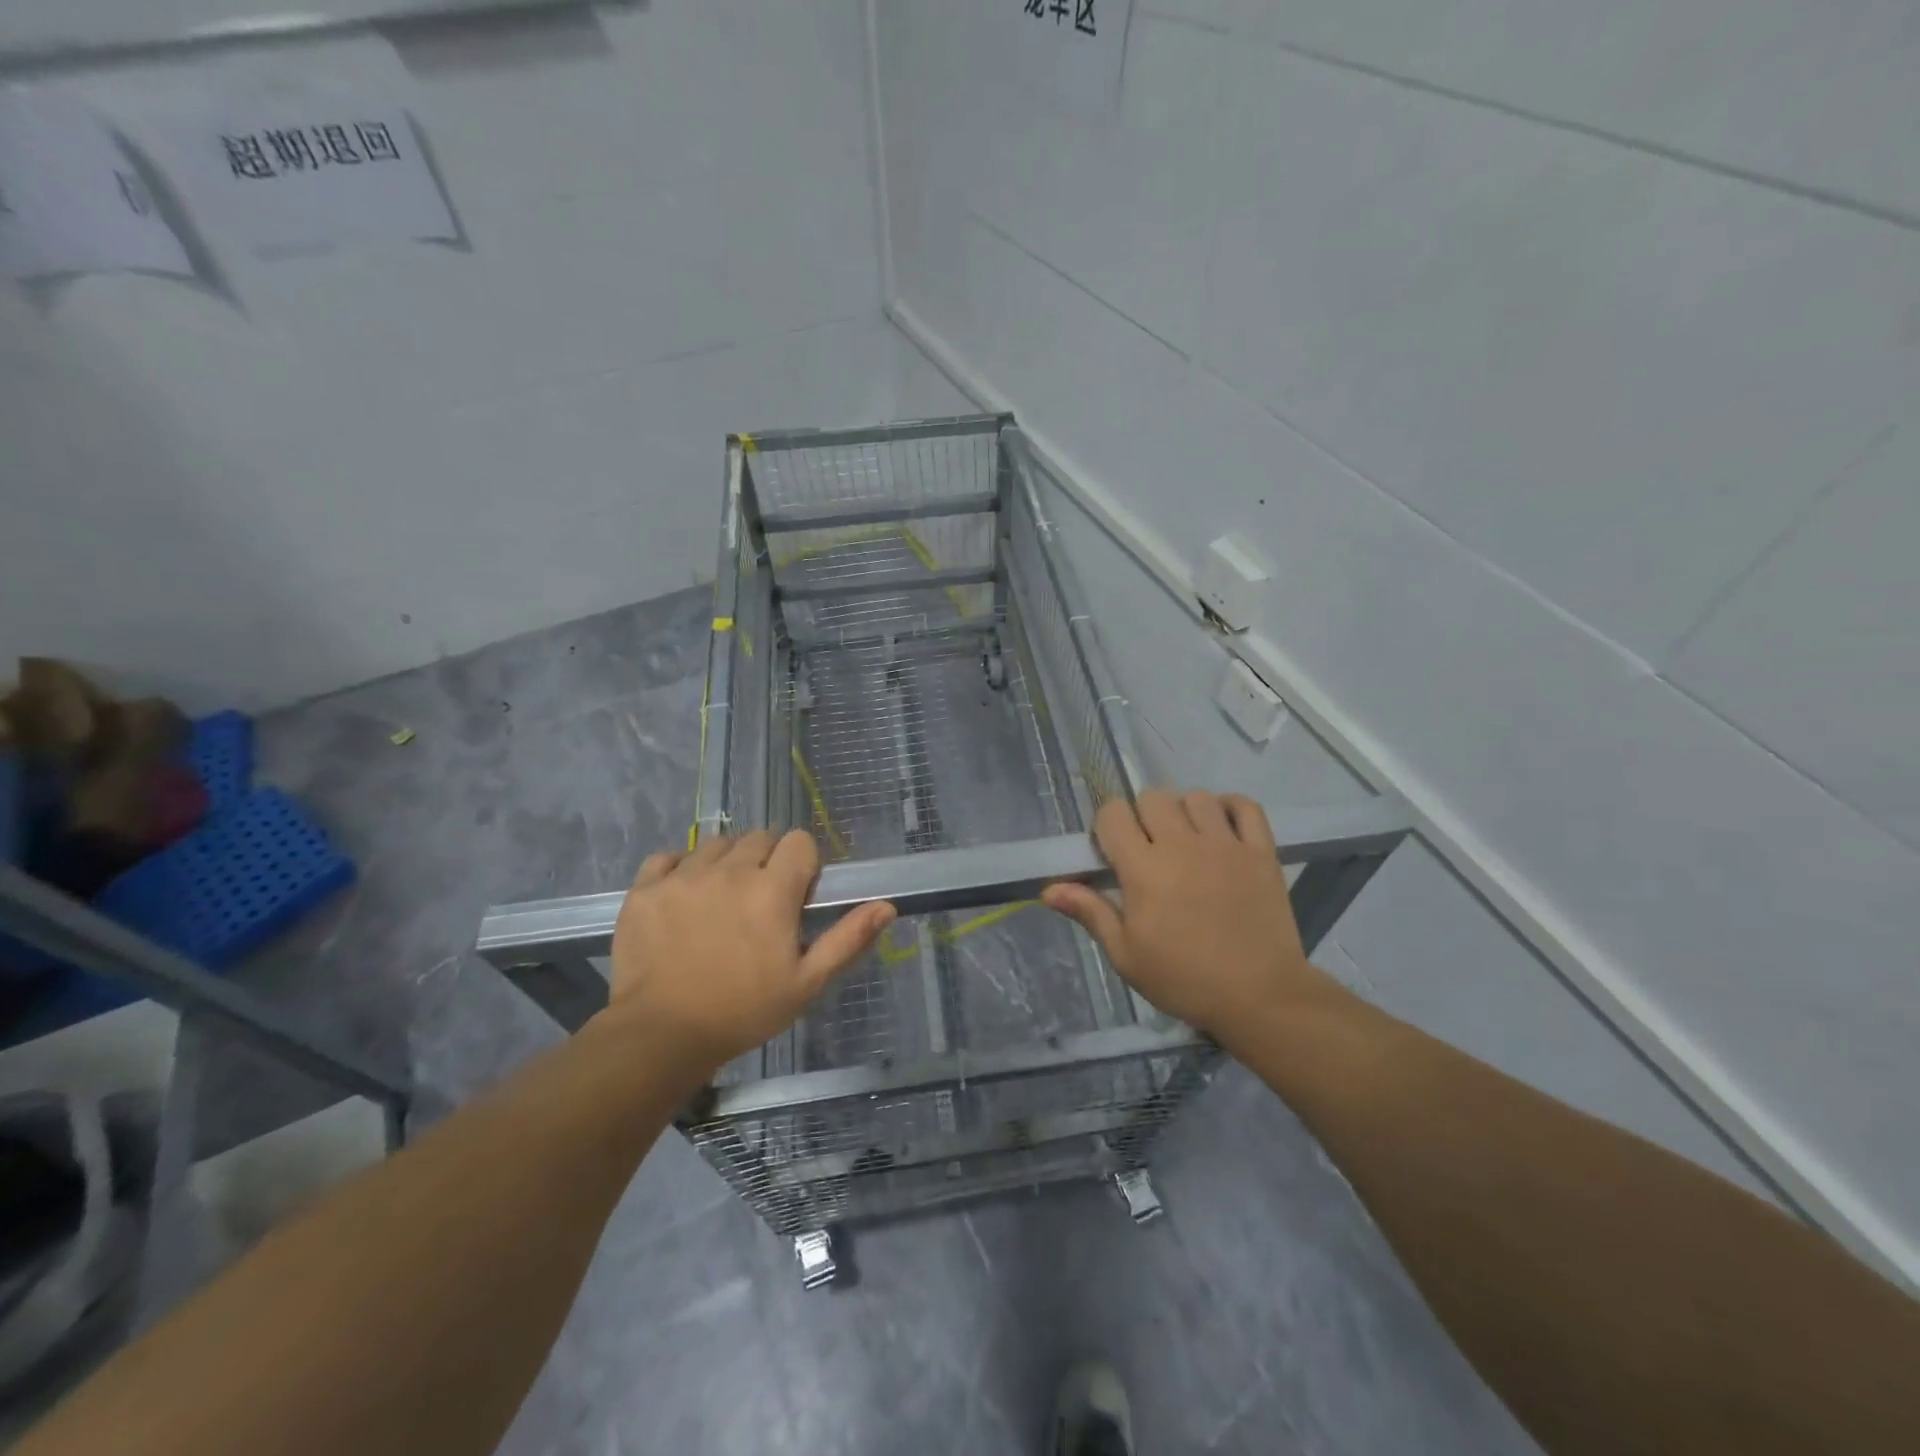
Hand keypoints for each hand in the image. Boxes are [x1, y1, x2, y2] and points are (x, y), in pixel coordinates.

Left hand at [605, 830, 894, 1072]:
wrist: (660, 1037)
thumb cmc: (743, 1011)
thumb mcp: (806, 983)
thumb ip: (848, 939)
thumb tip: (888, 906)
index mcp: (772, 890)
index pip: (798, 841)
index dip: (803, 864)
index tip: (796, 897)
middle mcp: (729, 870)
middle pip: (759, 838)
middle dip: (767, 861)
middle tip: (759, 903)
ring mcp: (683, 876)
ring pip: (715, 845)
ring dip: (725, 863)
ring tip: (720, 902)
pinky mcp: (646, 888)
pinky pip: (668, 857)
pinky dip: (679, 870)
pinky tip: (682, 900)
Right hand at [1042, 789, 1332, 1040]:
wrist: (1259, 997)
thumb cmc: (1183, 980)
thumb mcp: (1126, 955)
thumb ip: (1091, 912)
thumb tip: (1048, 889)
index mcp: (1143, 869)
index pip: (1113, 814)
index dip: (1107, 827)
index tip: (1113, 853)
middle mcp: (1182, 845)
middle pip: (1152, 797)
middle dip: (1142, 816)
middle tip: (1149, 850)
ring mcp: (1225, 844)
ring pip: (1196, 797)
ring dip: (1184, 812)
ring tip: (1187, 842)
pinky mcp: (1261, 851)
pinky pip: (1245, 806)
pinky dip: (1231, 807)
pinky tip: (1222, 827)